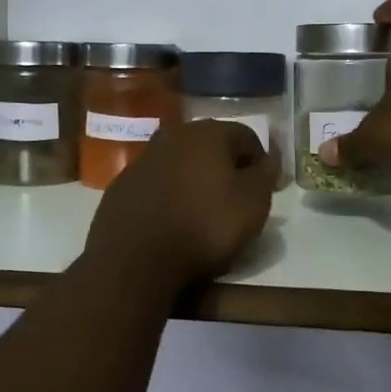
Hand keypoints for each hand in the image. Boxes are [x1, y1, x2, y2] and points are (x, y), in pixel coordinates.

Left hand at [82, 119, 275, 293]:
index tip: (265, 189)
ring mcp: (143, 159)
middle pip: (211, 146)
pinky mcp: (122, 184)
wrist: (135, 258)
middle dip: (225, 167)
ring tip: (202, 211)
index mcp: (208, 133)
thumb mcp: (253, 203)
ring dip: (195, 179)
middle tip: (235, 199)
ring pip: (181, 162)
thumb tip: (268, 160)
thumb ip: (264, 175)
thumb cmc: (205, 226)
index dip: (260, 162)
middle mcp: (174, 135)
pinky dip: (169, 194)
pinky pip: (156, 183)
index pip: (247, 137)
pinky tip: (172, 220)